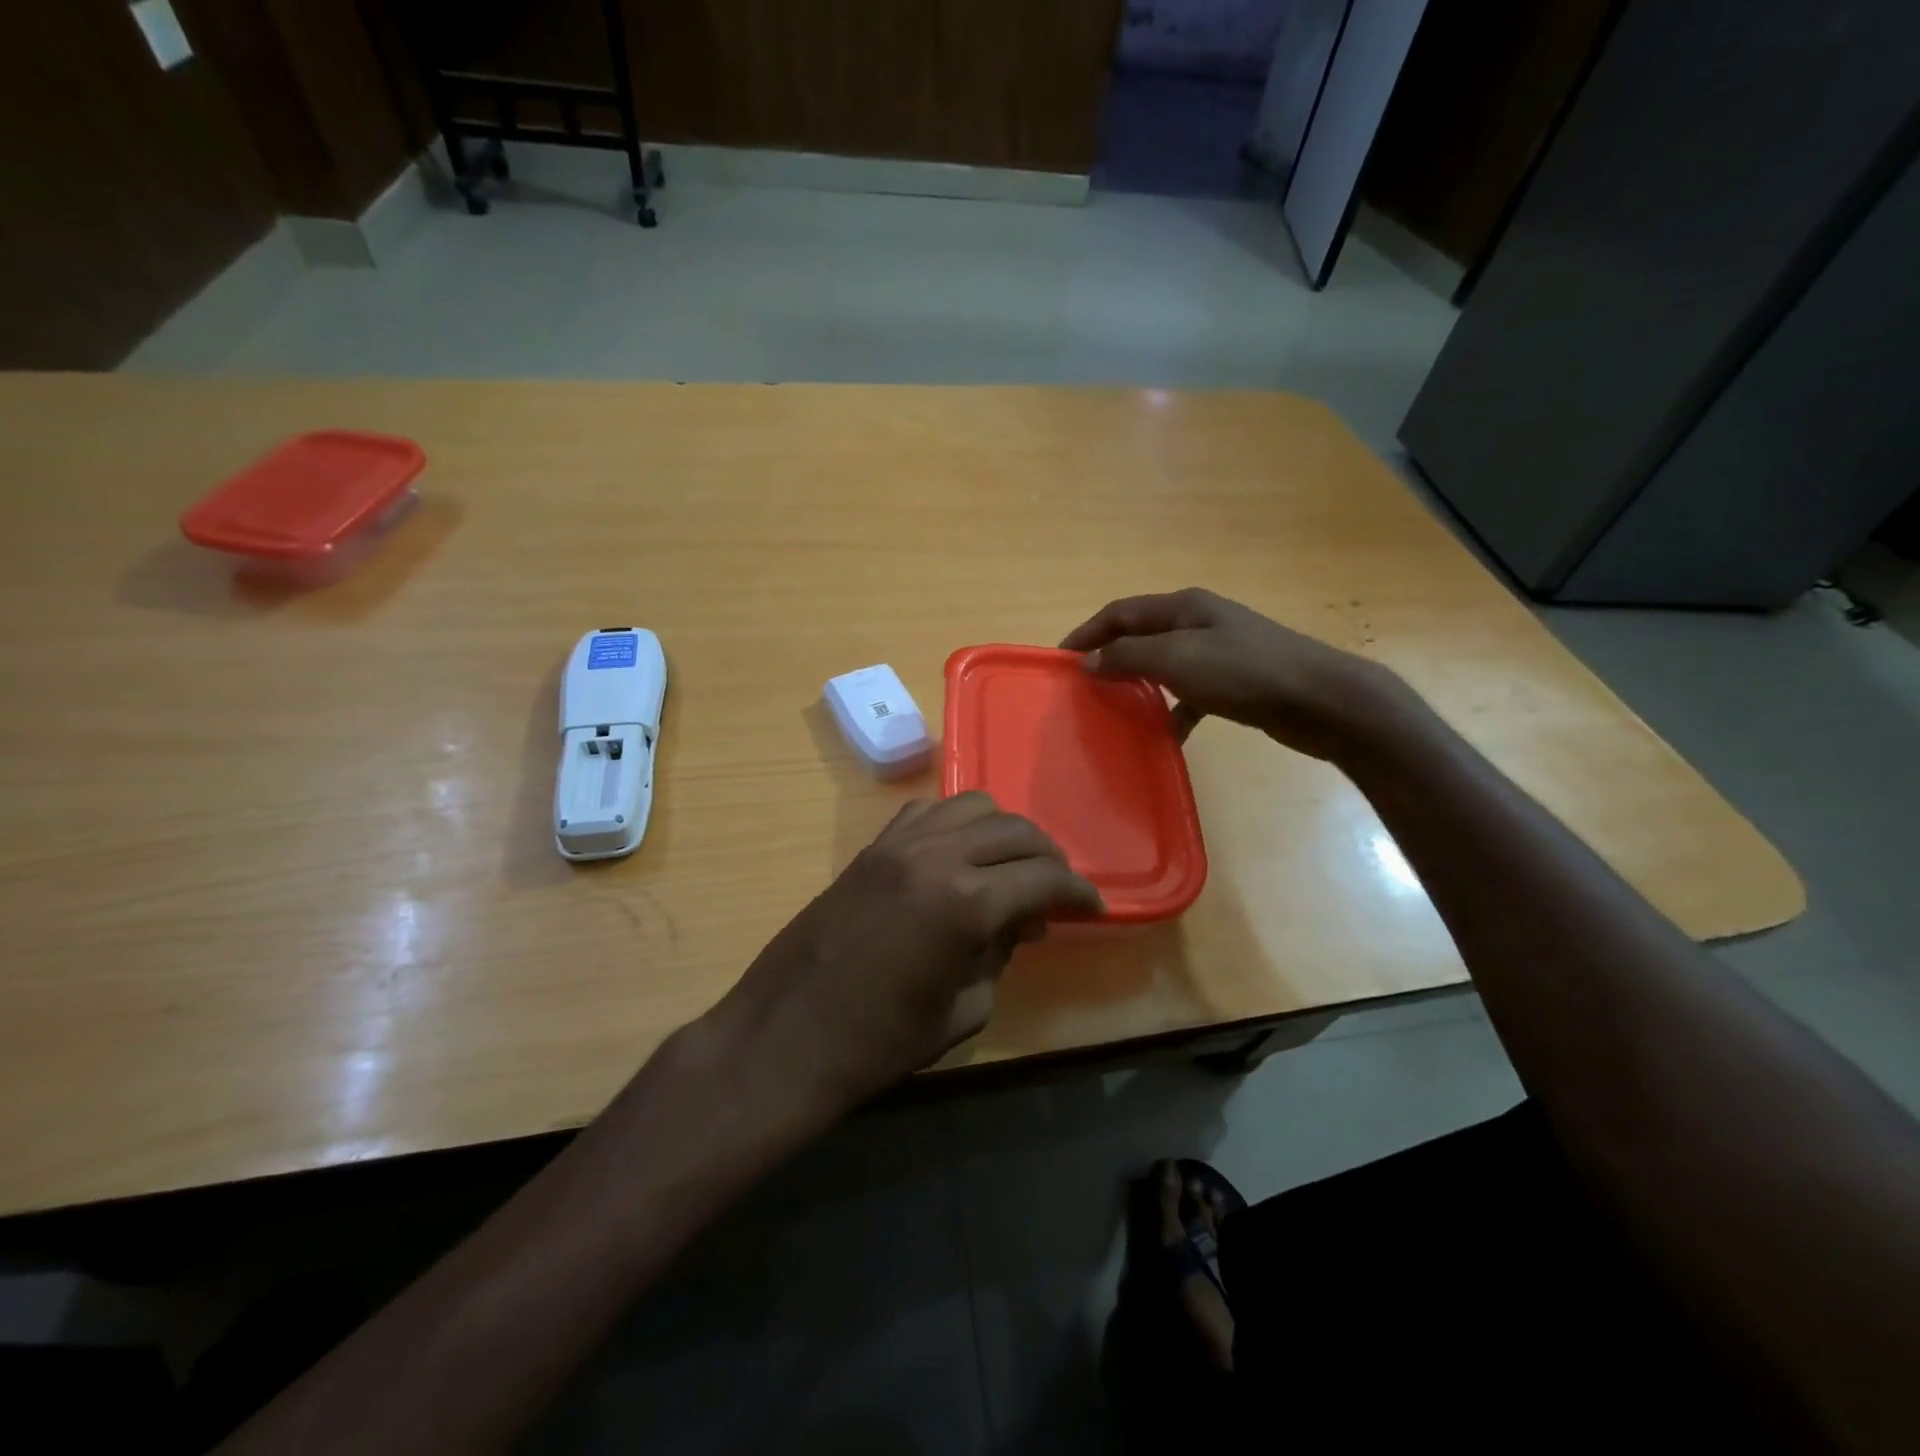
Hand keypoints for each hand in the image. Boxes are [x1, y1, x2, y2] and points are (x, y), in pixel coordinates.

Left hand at [715, 793, 1102, 1114]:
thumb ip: (999, 955)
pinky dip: (956, 826)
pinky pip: (927, 813)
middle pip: (1014, 830)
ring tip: (1009, 868)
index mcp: (964, 903)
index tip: (1092, 907)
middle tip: (1057, 890)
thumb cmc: (878, 1044)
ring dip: (1003, 832)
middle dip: (1048, 856)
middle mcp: (934, 856)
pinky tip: (958, 858)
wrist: (784, 1037)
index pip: (1043, 876)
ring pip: (972, 806)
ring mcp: (897, 845)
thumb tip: (1020, 924)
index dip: (1077, 890)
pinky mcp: (870, 848)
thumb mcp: (962, 1010)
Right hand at [1060, 587, 1410, 762]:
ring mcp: (1221, 651)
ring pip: (1165, 665)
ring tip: (1116, 709)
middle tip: (1084, 685)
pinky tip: (1166, 734)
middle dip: (1110, 656)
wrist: (1321, 699)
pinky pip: (1191, 693)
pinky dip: (1173, 710)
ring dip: (1139, 684)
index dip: (1087, 632)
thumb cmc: (1244, 672)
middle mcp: (1200, 622)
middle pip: (1142, 635)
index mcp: (1183, 606)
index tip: (1060, 660)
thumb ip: (1128, 657)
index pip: (1121, 612)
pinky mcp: (1236, 682)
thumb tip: (1088, 661)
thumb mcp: (1177, 659)